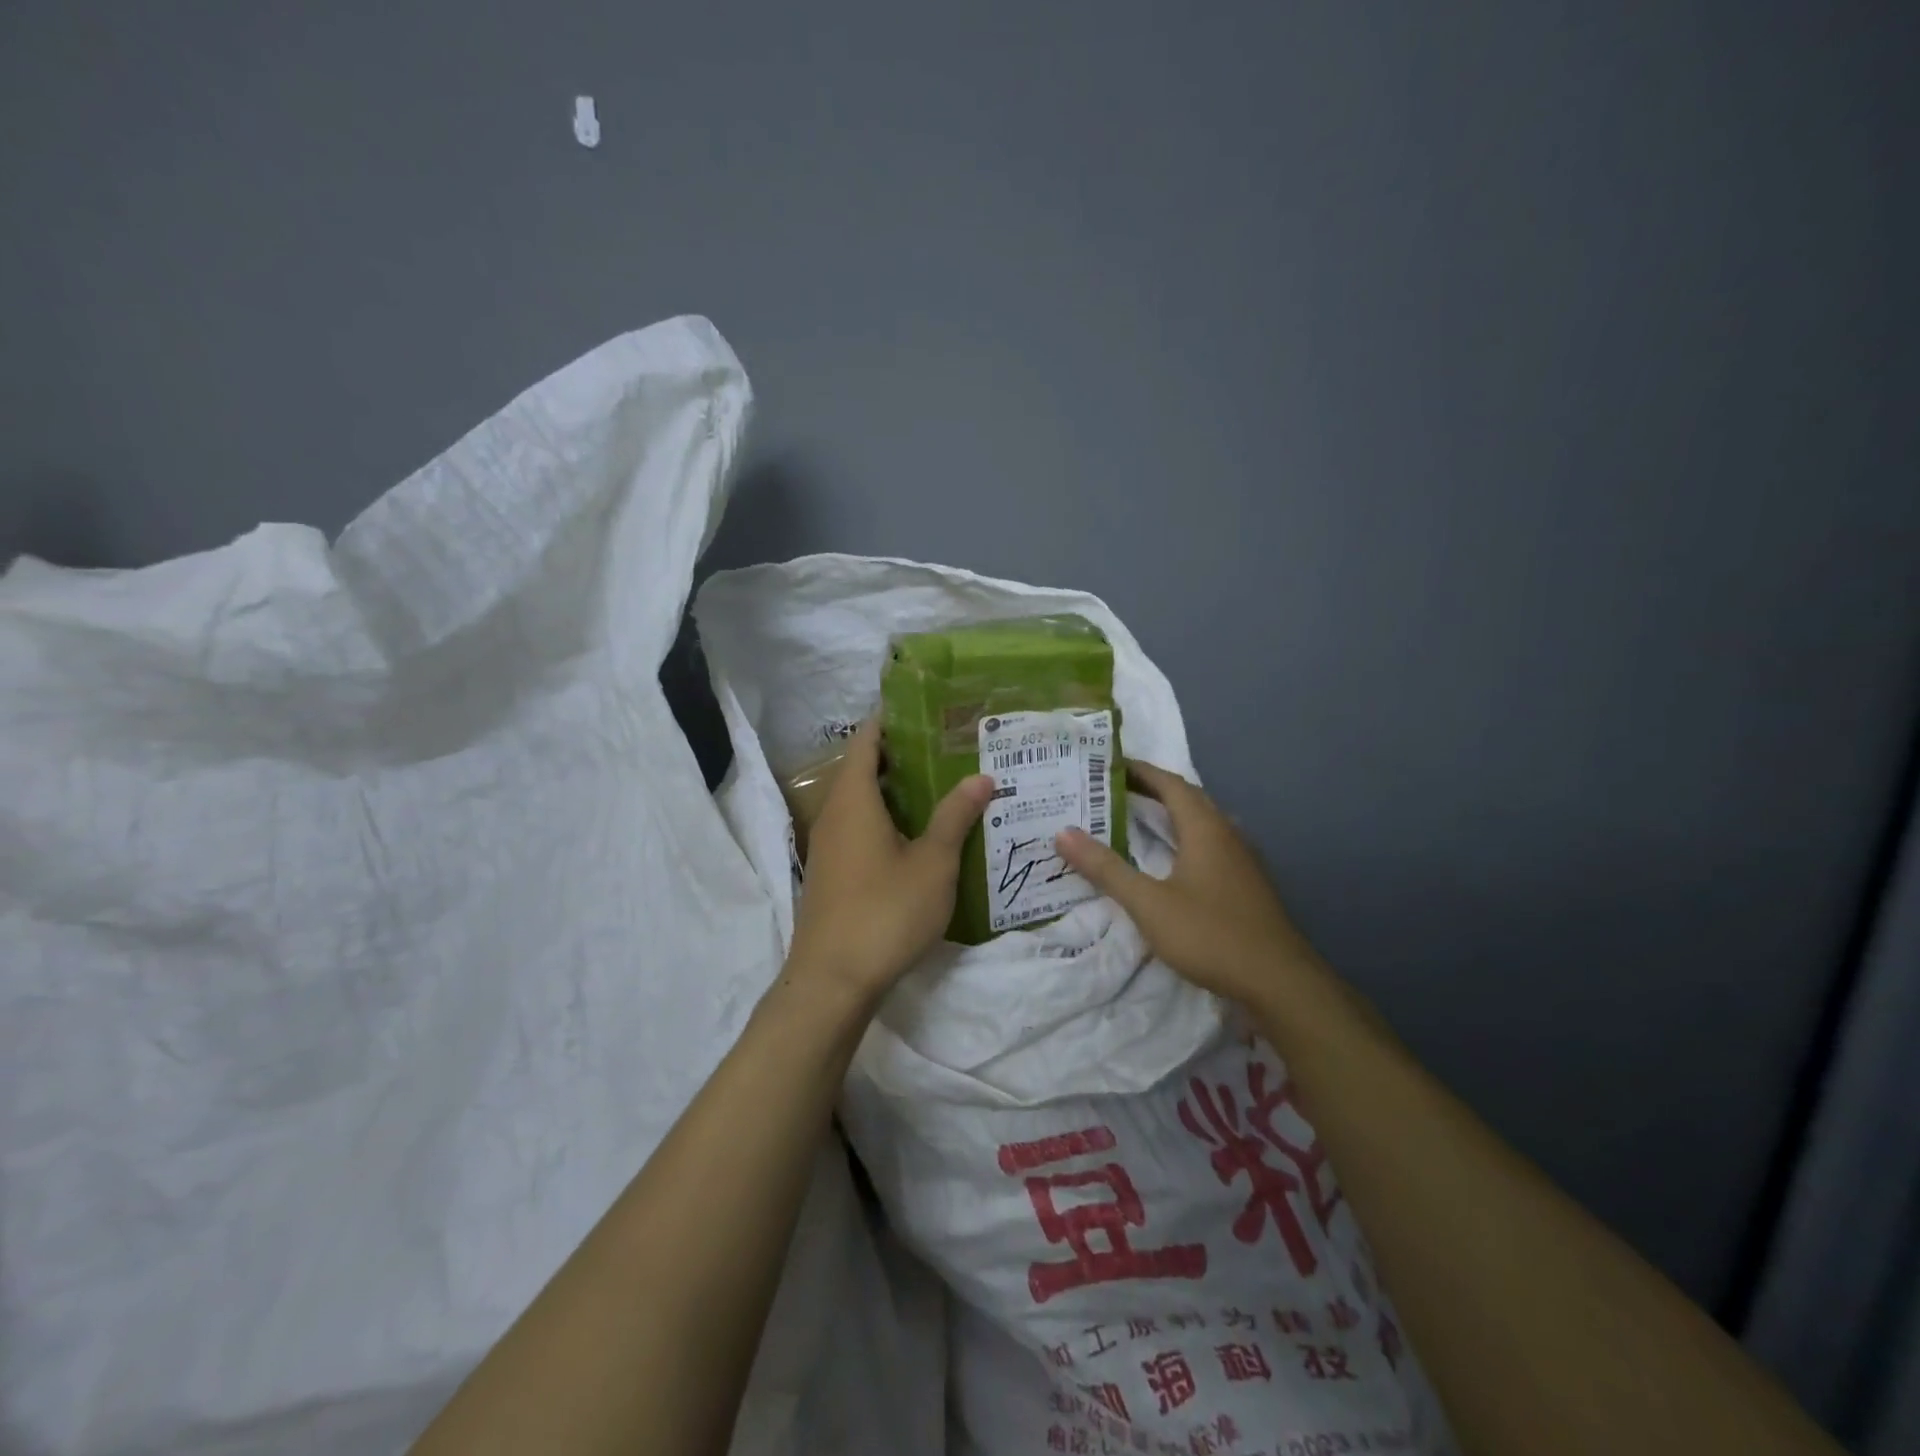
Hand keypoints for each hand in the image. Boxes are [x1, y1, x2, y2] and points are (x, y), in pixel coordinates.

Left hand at [784, 720, 993, 1006]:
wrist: (832, 981)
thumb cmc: (885, 912)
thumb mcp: (932, 863)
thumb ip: (955, 816)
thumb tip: (981, 777)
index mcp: (854, 799)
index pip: (868, 740)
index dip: (893, 719)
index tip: (928, 709)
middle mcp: (834, 814)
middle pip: (865, 768)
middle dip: (904, 754)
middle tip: (950, 747)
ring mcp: (829, 845)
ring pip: (863, 801)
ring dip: (897, 790)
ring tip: (943, 785)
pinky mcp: (833, 872)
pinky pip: (859, 828)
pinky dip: (887, 818)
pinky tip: (920, 834)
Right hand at [1055, 760, 1322, 1006]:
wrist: (1280, 983)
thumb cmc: (1210, 934)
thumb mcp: (1148, 903)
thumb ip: (1106, 868)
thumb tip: (1063, 832)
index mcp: (1206, 829)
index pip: (1171, 784)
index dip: (1140, 771)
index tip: (1109, 764)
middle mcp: (1228, 835)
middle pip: (1189, 800)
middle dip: (1153, 790)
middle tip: (1114, 791)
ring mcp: (1243, 861)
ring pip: (1202, 824)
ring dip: (1171, 815)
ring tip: (1137, 820)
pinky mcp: (1247, 885)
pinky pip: (1211, 847)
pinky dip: (1184, 841)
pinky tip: (1172, 862)